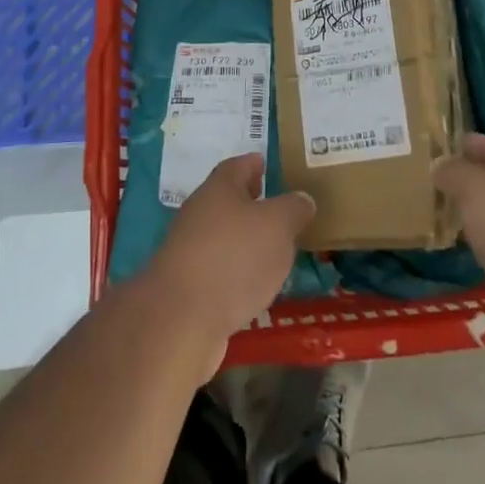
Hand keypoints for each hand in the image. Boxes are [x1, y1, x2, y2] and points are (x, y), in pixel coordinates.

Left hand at [142, 154, 314, 372]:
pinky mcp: (187, 287)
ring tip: (272, 250)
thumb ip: (294, 208)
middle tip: (277, 208)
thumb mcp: (278, 225)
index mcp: (219, 189)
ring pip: (222, 236)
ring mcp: (188, 251)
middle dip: (250, 203)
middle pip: (226, 200)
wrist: (182, 319)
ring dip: (244, 240)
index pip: (237, 166)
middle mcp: (199, 213)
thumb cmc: (235, 256)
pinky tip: (253, 286)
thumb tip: (302, 199)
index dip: (254, 164)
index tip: (266, 164)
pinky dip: (235, 272)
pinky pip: (217, 269)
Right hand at [434, 132, 484, 356]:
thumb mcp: (477, 189)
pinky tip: (477, 260)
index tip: (425, 154)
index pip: (484, 142)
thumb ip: (453, 173)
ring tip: (446, 225)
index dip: (456, 146)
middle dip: (466, 185)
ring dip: (480, 220)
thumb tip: (440, 166)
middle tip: (427, 192)